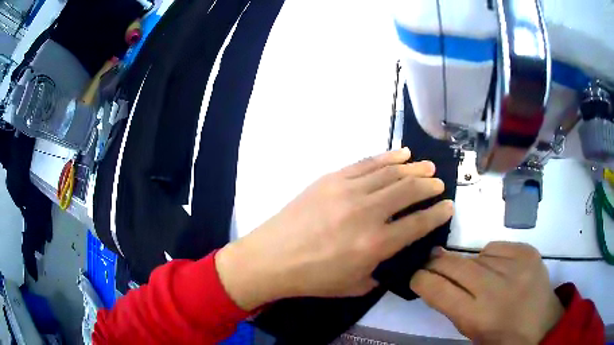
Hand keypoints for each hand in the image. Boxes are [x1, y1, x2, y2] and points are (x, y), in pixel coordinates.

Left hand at [216, 148, 453, 309]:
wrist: (272, 258)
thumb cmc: (313, 278)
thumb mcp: (354, 286)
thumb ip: (381, 269)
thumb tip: (393, 253)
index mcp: (375, 244)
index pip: (419, 223)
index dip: (438, 213)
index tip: (448, 206)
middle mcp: (367, 213)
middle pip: (409, 191)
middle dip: (429, 186)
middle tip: (439, 184)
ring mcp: (348, 190)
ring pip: (391, 172)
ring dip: (413, 169)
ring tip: (426, 168)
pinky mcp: (332, 178)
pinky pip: (366, 163)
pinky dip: (387, 157)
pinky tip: (401, 155)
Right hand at [411, 242, 563, 343]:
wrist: (543, 325)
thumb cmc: (503, 338)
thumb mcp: (472, 332)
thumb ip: (454, 307)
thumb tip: (436, 281)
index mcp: (478, 316)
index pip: (438, 290)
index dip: (421, 280)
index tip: (415, 276)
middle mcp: (495, 288)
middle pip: (455, 265)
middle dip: (437, 263)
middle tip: (431, 262)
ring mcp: (515, 265)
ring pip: (476, 255)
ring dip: (469, 264)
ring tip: (477, 276)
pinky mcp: (528, 251)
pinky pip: (496, 247)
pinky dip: (491, 256)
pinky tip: (499, 268)